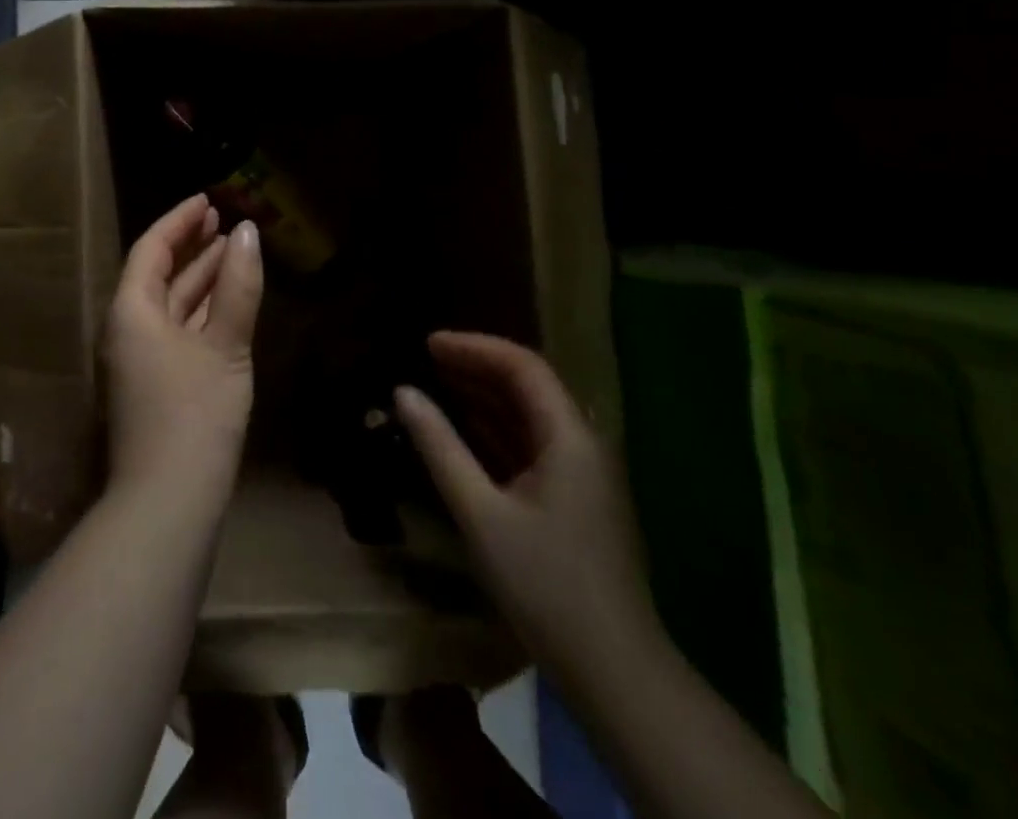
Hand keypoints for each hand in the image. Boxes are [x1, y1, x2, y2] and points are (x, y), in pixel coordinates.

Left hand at [104, 194, 263, 499]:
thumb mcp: (224, 345)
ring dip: (200, 277)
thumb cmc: (194, 414)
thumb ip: (238, 286)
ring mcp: (140, 359)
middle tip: (223, 220)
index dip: (180, 220)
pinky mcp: (156, 384)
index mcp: (131, 311)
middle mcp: (128, 329)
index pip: (152, 248)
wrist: (167, 503)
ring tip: (232, 249)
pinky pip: (178, 329)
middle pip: (158, 273)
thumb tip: (249, 232)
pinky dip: (201, 310)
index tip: (208, 200)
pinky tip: (226, 303)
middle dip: (191, 245)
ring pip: (171, 304)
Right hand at [395, 332, 656, 678]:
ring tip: (438, 383)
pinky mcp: (575, 498)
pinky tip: (464, 430)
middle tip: (427, 359)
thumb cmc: (545, 586)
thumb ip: (440, 447)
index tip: (428, 344)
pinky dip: (496, 430)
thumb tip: (403, 392)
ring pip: (530, 415)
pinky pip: (532, 444)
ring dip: (485, 396)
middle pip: (529, 385)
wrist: (614, 672)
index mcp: (570, 437)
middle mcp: (582, 443)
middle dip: (477, 366)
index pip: (522, 366)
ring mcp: (582, 472)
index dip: (474, 347)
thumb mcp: (480, 513)